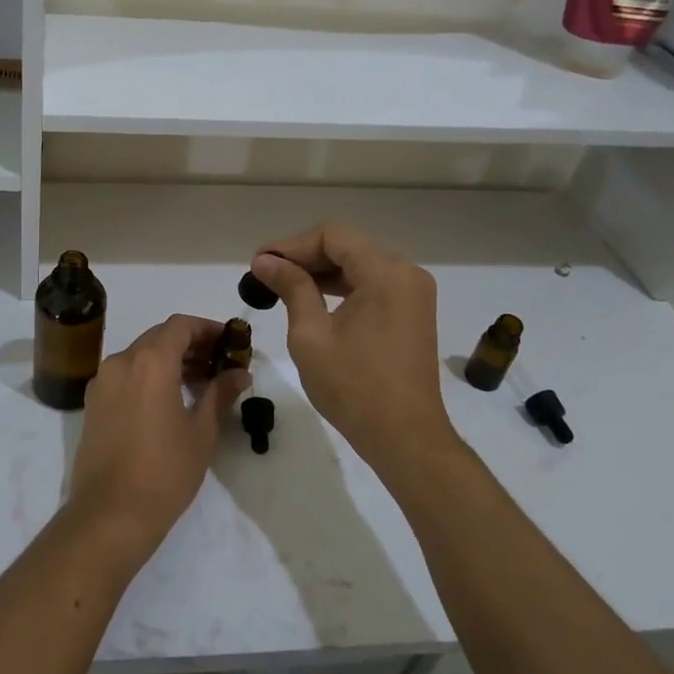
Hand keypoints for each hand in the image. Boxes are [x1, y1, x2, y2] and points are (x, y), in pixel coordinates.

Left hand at [69, 315, 249, 561]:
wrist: (110, 514)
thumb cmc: (165, 470)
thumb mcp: (202, 432)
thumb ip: (220, 393)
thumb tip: (240, 373)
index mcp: (150, 361)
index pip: (180, 325)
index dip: (207, 328)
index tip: (229, 342)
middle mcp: (121, 361)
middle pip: (159, 337)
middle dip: (190, 345)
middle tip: (218, 364)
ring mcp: (102, 382)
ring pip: (140, 355)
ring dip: (168, 360)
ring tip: (198, 384)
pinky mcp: (93, 404)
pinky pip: (125, 375)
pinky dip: (147, 376)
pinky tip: (168, 400)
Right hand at [252, 224, 454, 477]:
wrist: (405, 438)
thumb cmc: (353, 387)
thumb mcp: (311, 334)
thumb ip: (291, 287)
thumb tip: (265, 261)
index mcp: (385, 273)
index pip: (333, 235)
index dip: (292, 245)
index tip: (260, 263)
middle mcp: (406, 272)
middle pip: (348, 245)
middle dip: (305, 255)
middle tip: (266, 273)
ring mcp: (413, 292)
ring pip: (360, 263)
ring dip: (322, 270)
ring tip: (282, 285)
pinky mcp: (413, 311)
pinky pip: (373, 283)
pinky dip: (343, 286)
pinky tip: (314, 298)